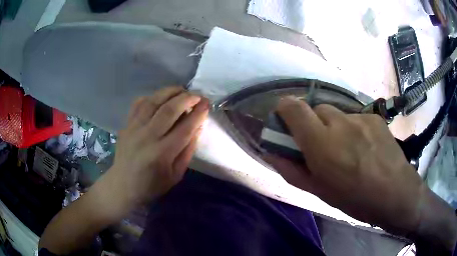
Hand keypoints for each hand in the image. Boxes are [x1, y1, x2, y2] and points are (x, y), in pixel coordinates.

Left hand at [95, 86, 208, 220]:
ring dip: (170, 92)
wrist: (123, 185)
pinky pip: (138, 103)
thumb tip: (197, 126)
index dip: (198, 113)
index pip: (185, 128)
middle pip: (169, 110)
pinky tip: (160, 98)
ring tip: (181, 91)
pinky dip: (151, 97)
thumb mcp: (176, 174)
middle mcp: (147, 137)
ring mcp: (134, 128)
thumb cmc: (152, 185)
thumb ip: (188, 150)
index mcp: (162, 153)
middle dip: (186, 98)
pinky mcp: (126, 124)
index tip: (207, 104)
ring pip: (153, 101)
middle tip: (197, 96)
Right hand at [264, 97, 455, 244]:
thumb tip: (271, 153)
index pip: (293, 107)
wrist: (396, 193)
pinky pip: (355, 117)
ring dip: (334, 127)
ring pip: (337, 113)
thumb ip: (291, 170)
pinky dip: (353, 129)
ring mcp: (360, 117)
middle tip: (322, 145)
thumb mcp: (319, 191)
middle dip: (313, 123)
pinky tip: (365, 147)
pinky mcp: (374, 117)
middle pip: (315, 108)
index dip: (284, 109)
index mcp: (321, 143)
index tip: (286, 122)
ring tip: (348, 149)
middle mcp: (339, 122)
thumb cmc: (354, 199)